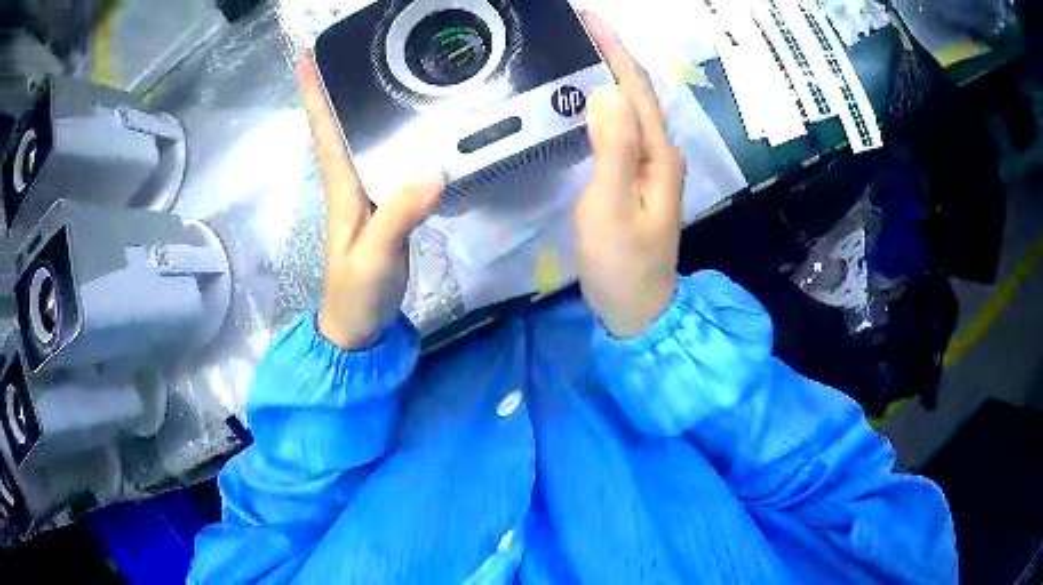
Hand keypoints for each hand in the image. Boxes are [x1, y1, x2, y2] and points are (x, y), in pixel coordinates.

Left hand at [297, 54, 442, 349]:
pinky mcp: (386, 206)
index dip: (315, 95)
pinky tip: (409, 125)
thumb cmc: (357, 293)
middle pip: (341, 127)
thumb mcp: (376, 255)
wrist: (359, 327)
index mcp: (341, 187)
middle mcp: (350, 182)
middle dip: (340, 87)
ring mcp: (367, 194)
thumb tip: (434, 168)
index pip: (325, 132)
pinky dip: (392, 137)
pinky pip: (387, 160)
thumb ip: (400, 214)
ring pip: (362, 140)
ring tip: (382, 72)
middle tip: (356, 49)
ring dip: (362, 106)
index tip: (307, 56)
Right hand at [574, 14, 685, 338]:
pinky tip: (588, 99)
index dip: (614, 51)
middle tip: (581, 28)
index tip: (591, 18)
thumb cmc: (622, 264)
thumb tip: (607, 93)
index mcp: (657, 155)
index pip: (635, 89)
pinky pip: (622, 130)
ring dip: (610, 75)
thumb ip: (613, 150)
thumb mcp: (612, 208)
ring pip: (631, 109)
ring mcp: (651, 168)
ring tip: (582, 51)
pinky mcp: (637, 180)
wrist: (638, 309)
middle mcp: (660, 154)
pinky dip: (606, 105)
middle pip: (637, 93)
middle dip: (612, 55)